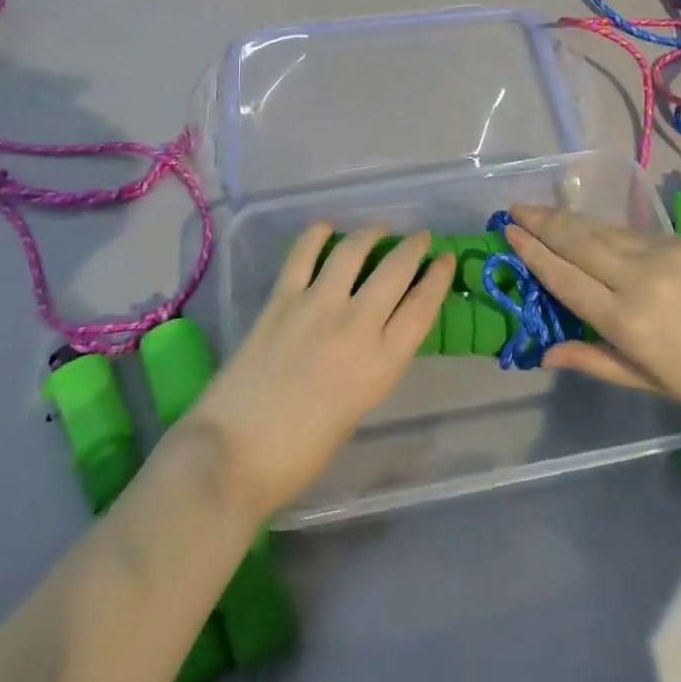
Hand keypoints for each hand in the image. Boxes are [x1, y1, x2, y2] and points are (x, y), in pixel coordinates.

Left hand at [187, 225, 452, 522]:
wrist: (234, 453)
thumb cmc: (300, 453)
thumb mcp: (357, 409)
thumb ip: (370, 366)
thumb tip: (372, 335)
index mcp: (381, 364)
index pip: (422, 307)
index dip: (438, 278)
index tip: (446, 258)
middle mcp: (357, 325)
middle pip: (396, 270)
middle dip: (413, 247)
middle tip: (420, 237)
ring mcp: (317, 305)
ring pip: (353, 251)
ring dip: (371, 233)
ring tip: (378, 229)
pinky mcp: (281, 298)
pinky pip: (303, 253)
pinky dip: (317, 235)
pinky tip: (326, 228)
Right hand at [505, 204, 680, 423]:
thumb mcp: (653, 383)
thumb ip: (596, 361)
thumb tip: (546, 353)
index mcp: (628, 321)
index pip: (565, 278)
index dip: (533, 253)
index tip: (509, 233)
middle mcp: (639, 278)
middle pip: (578, 241)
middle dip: (542, 222)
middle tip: (514, 207)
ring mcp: (665, 253)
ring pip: (603, 231)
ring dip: (568, 220)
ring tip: (542, 211)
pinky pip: (633, 233)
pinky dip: (604, 229)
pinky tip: (593, 229)